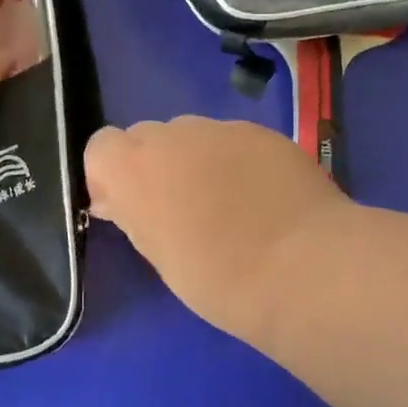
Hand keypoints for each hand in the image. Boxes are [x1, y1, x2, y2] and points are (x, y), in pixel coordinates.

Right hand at [85, 117, 355, 346]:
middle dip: (155, 165)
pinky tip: (262, 197)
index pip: (100, 147)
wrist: (307, 268)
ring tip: (228, 204)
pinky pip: (233, 140)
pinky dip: (236, 161)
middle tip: (180, 209)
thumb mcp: (160, 256)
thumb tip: (116, 199)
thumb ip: (133, 215)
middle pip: (146, 137)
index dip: (111, 174)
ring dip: (195, 160)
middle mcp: (171, 135)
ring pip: (192, 136)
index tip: (130, 208)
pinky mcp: (262, 131)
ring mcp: (220, 128)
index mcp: (134, 167)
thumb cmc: (220, 278)